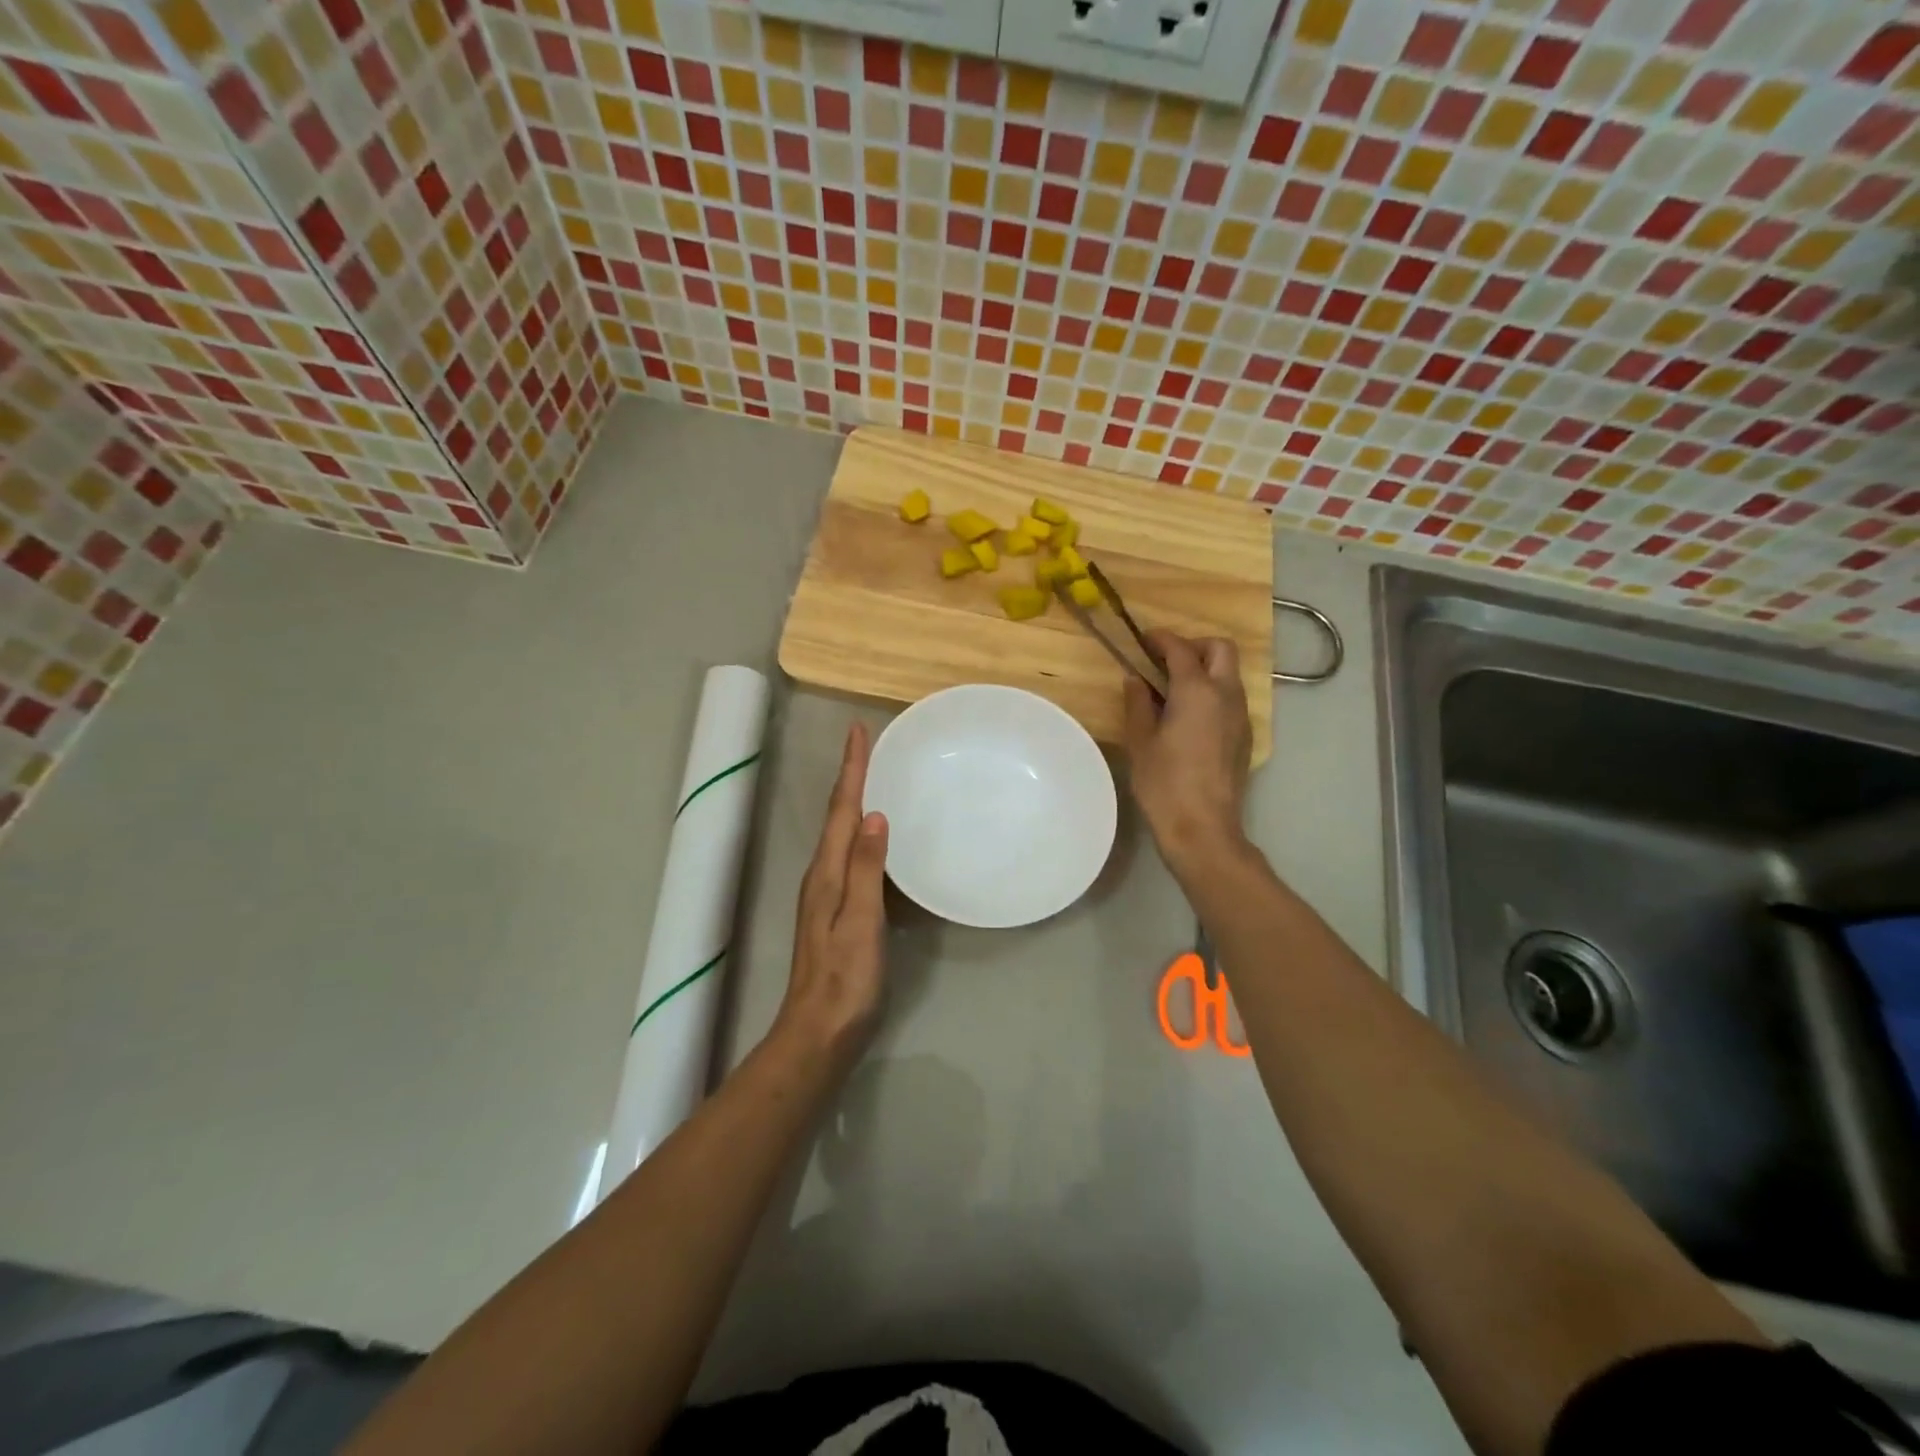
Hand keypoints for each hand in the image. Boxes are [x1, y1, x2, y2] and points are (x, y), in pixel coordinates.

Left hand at [776, 721, 889, 1058]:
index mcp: (826, 872)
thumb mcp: (860, 920)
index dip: (850, 769)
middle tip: (867, 746)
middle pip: (837, 815)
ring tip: (873, 778)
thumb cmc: (845, 978)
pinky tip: (876, 838)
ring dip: (854, 802)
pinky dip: (861, 834)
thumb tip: (873, 815)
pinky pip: (850, 856)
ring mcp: (826, 894)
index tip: (857, 730)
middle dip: (850, 777)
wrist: (819, 1031)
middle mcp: (821, 875)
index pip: (841, 809)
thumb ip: (865, 867)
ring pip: (842, 834)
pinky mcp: (837, 910)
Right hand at [1123, 630, 1252, 876]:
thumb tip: (1135, 679)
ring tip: (1173, 688)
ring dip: (1205, 669)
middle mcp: (1226, 695)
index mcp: (1197, 691)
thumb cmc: (1164, 784)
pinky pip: (1232, 698)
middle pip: (1220, 649)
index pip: (1181, 649)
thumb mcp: (1140, 741)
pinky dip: (1212, 692)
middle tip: (1165, 660)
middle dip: (1194, 645)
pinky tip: (1189, 716)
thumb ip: (1137, 703)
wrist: (1203, 828)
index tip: (1142, 639)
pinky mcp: (1245, 736)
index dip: (1160, 638)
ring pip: (1229, 674)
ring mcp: (1241, 716)